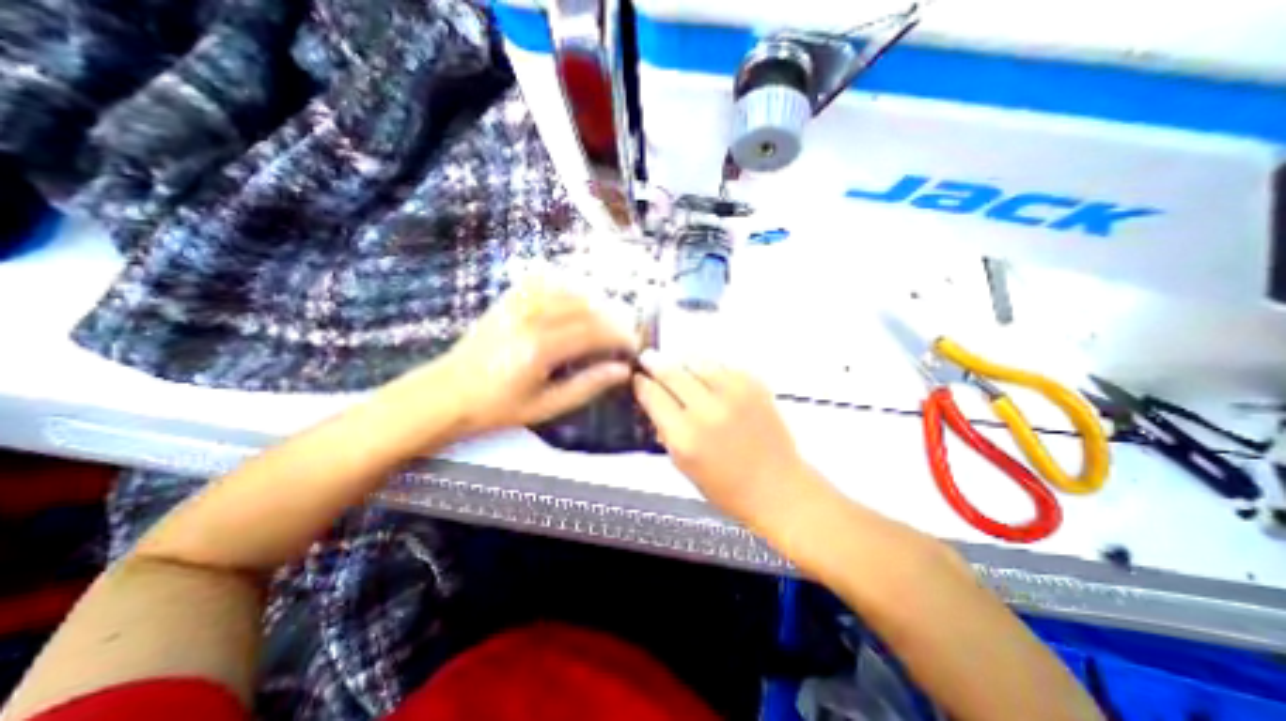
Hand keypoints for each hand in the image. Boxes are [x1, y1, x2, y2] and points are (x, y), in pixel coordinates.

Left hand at [432, 277, 637, 432]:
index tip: (634, 347)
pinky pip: (547, 280)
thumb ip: (587, 386)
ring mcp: (518, 303)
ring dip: (597, 302)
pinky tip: (579, 299)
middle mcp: (532, 317)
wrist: (447, 392)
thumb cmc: (497, 406)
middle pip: (588, 307)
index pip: (595, 331)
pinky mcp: (510, 298)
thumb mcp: (546, 406)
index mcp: (541, 348)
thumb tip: (622, 371)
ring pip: (571, 290)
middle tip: (627, 335)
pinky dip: (570, 286)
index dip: (621, 336)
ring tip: (608, 320)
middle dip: (615, 319)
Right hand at [631, 349, 821, 527]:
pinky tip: (707, 375)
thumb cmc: (725, 487)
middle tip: (647, 357)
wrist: (777, 487)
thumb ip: (665, 429)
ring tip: (676, 363)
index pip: (653, 396)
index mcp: (685, 436)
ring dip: (682, 361)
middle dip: (655, 363)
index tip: (636, 378)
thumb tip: (653, 401)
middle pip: (672, 372)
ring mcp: (734, 393)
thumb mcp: (683, 465)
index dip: (641, 384)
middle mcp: (708, 410)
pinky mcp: (754, 385)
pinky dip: (710, 367)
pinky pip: (723, 365)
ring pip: (697, 361)